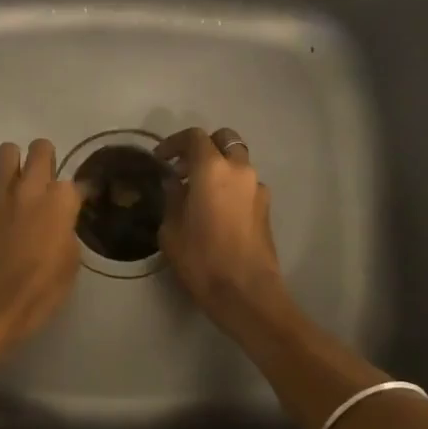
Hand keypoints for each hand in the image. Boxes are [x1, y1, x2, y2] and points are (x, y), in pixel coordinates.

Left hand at [0, 138, 83, 345]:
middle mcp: (31, 188)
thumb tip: (61, 221)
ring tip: (13, 185)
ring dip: (13, 165)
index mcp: (61, 203)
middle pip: (41, 148)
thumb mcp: (70, 264)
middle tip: (42, 179)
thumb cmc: (38, 292)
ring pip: (7, 151)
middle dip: (44, 158)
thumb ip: (67, 232)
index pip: (76, 182)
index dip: (75, 194)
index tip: (73, 204)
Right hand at [156, 127, 291, 331]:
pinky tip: (217, 210)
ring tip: (199, 192)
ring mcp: (257, 187)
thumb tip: (174, 183)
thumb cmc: (202, 259)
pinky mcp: (266, 207)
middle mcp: (239, 169)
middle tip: (184, 168)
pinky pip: (245, 184)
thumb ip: (172, 198)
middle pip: (225, 140)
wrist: (246, 292)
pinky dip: (231, 186)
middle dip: (204, 147)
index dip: (175, 143)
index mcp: (212, 168)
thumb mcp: (172, 229)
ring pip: (238, 162)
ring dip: (219, 167)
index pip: (195, 137)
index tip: (161, 159)